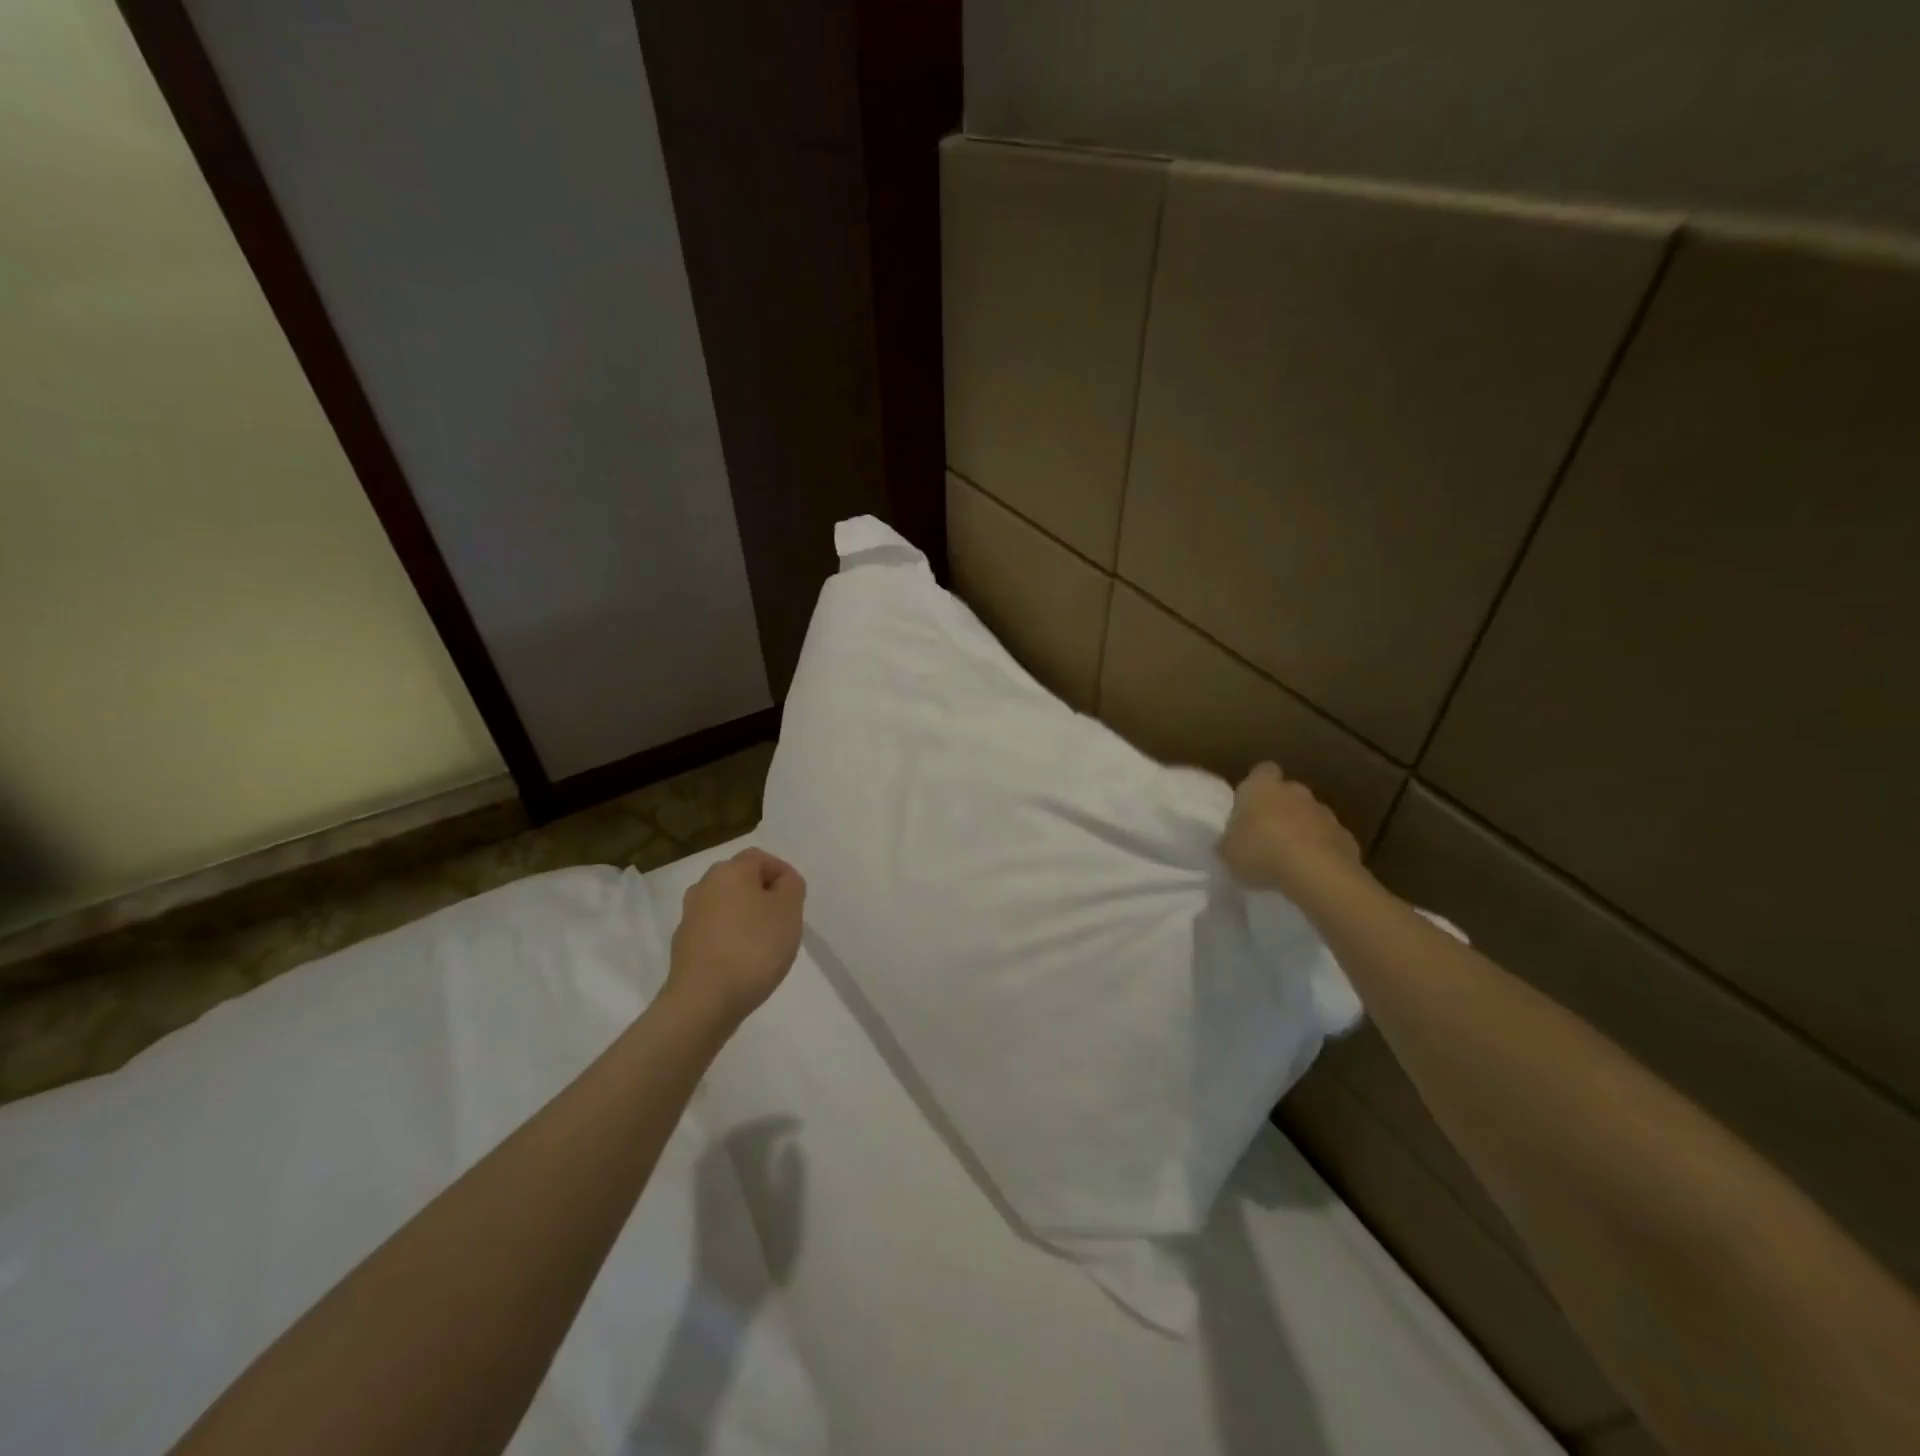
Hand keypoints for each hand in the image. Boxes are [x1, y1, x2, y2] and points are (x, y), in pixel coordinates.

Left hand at [666, 848, 805, 1031]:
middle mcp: (704, 886)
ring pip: (727, 907)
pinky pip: (715, 932)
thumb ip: (791, 886)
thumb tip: (781, 882)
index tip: (797, 899)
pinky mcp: (683, 946)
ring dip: (746, 918)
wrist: (704, 1000)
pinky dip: (731, 939)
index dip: (782, 873)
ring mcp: (690, 917)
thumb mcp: (789, 910)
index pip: (760, 858)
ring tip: (766, 945)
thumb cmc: (753, 947)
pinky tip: (743, 962)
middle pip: (741, 881)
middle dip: (764, 895)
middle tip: (784, 920)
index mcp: (730, 871)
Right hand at [1218, 762, 1365, 902]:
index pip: (1261, 772)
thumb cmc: (1261, 852)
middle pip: (1287, 793)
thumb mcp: (1227, 852)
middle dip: (1278, 810)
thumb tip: (1230, 843)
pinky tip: (1309, 872)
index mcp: (1262, 787)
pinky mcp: (1346, 838)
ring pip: (1309, 816)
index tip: (1248, 808)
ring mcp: (1325, 813)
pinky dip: (1320, 851)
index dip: (1255, 787)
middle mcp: (1295, 792)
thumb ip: (1228, 843)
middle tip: (1264, 837)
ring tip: (1287, 859)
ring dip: (1300, 831)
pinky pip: (1328, 840)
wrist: (1317, 873)